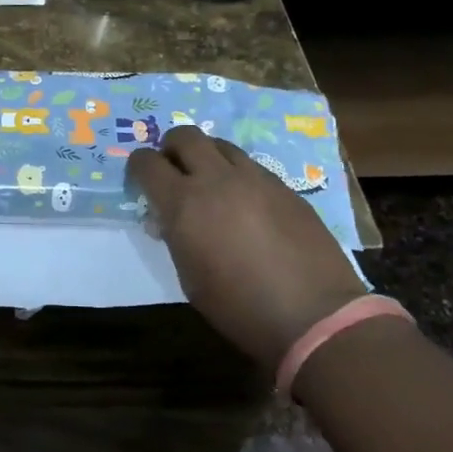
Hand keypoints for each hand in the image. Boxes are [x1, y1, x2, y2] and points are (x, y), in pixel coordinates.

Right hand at [127, 126, 367, 375]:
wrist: (314, 316)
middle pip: (184, 136)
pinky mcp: (284, 186)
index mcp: (183, 203)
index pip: (147, 162)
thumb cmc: (239, 308)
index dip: (138, 168)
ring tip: (210, 183)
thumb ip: (173, 237)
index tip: (140, 181)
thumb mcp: (189, 278)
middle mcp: (216, 179)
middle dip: (171, 148)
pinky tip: (246, 203)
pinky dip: (237, 175)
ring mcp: (255, 178)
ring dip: (207, 157)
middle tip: (173, 171)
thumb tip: (166, 218)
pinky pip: (251, 166)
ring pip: (220, 144)